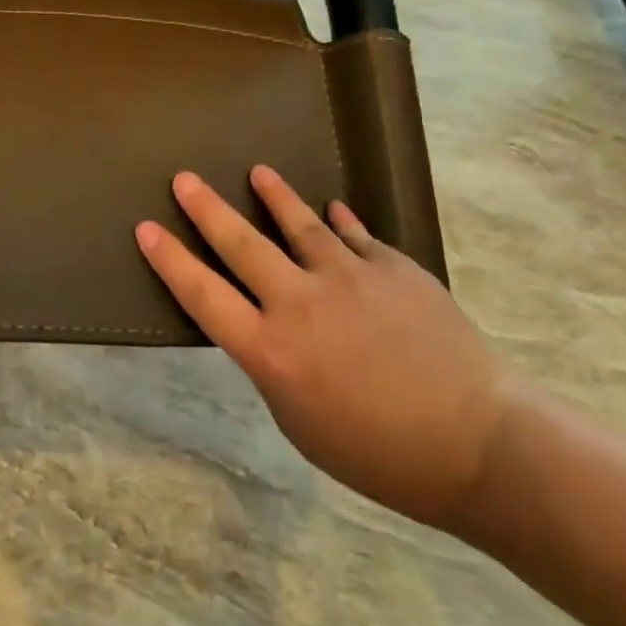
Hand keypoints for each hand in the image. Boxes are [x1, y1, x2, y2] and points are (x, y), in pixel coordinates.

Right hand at [136, 166, 514, 531]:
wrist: (479, 445)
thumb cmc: (379, 454)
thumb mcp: (300, 422)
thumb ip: (274, 367)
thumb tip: (268, 328)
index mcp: (271, 350)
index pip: (203, 295)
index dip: (170, 260)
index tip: (147, 228)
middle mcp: (300, 302)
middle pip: (241, 244)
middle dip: (207, 209)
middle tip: (184, 178)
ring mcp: (349, 277)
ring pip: (299, 224)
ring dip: (274, 196)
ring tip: (258, 172)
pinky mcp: (393, 268)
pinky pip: (357, 236)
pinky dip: (341, 221)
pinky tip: (333, 207)